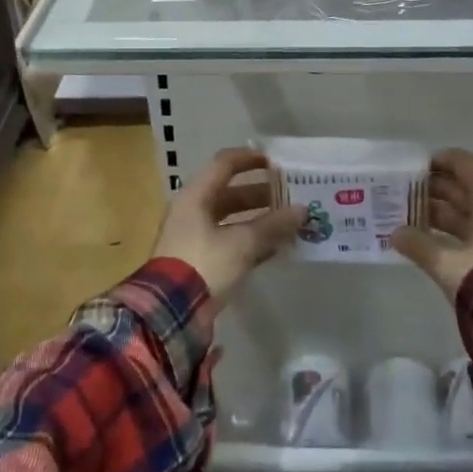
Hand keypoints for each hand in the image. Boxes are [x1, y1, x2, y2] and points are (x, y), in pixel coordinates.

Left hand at [154, 147, 304, 306]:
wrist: (170, 313)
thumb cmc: (204, 264)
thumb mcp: (242, 243)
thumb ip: (273, 225)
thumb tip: (302, 210)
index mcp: (196, 197)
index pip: (224, 164)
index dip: (250, 159)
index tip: (276, 162)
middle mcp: (192, 212)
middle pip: (230, 193)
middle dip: (261, 194)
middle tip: (290, 196)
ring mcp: (194, 238)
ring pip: (232, 220)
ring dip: (259, 220)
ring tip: (289, 222)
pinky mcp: (200, 262)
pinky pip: (230, 243)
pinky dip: (251, 242)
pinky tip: (276, 248)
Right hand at [391, 149, 472, 300]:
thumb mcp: (449, 264)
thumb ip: (420, 247)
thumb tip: (395, 234)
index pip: (464, 164)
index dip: (440, 161)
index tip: (415, 169)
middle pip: (464, 189)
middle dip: (433, 190)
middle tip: (404, 195)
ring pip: (468, 213)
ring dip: (441, 214)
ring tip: (410, 219)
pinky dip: (453, 233)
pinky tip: (433, 243)